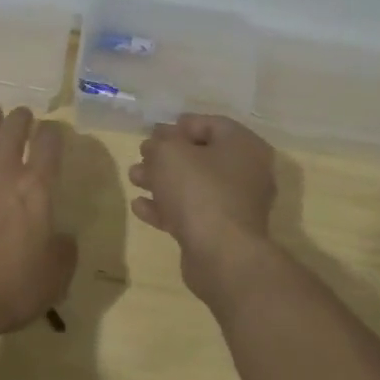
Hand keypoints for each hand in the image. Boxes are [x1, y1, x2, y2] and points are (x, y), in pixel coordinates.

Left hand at [0, 106, 77, 333]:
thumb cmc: (11, 288)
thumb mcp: (55, 275)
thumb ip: (64, 250)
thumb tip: (63, 236)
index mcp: (37, 187)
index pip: (50, 145)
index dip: (53, 133)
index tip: (53, 131)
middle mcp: (3, 171)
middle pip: (14, 130)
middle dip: (22, 118)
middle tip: (24, 115)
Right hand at [129, 115, 278, 308]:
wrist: (221, 255)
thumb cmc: (199, 190)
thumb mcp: (170, 153)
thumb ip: (160, 142)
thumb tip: (157, 143)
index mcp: (243, 146)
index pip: (211, 124)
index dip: (179, 126)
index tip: (153, 133)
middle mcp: (246, 173)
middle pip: (201, 156)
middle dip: (166, 156)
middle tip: (141, 155)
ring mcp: (236, 206)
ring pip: (193, 186)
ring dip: (162, 181)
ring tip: (134, 178)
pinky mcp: (222, 233)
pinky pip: (191, 213)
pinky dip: (167, 208)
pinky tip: (140, 206)